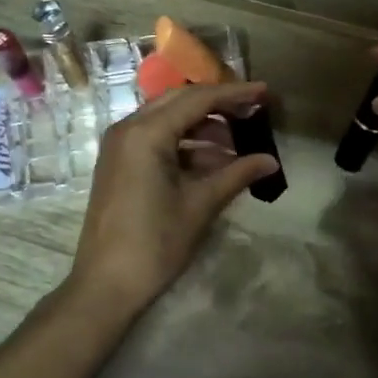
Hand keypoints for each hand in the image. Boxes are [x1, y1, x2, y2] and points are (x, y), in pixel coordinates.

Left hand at [63, 80, 279, 318]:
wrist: (105, 285)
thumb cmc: (155, 243)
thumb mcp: (200, 205)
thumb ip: (237, 175)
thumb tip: (271, 161)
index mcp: (146, 133)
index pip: (198, 99)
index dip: (235, 94)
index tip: (265, 92)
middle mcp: (128, 128)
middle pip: (180, 101)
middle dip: (218, 104)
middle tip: (253, 110)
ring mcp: (120, 145)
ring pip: (168, 119)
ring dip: (202, 126)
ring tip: (238, 143)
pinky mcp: (118, 163)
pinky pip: (156, 138)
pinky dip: (185, 143)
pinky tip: (212, 161)